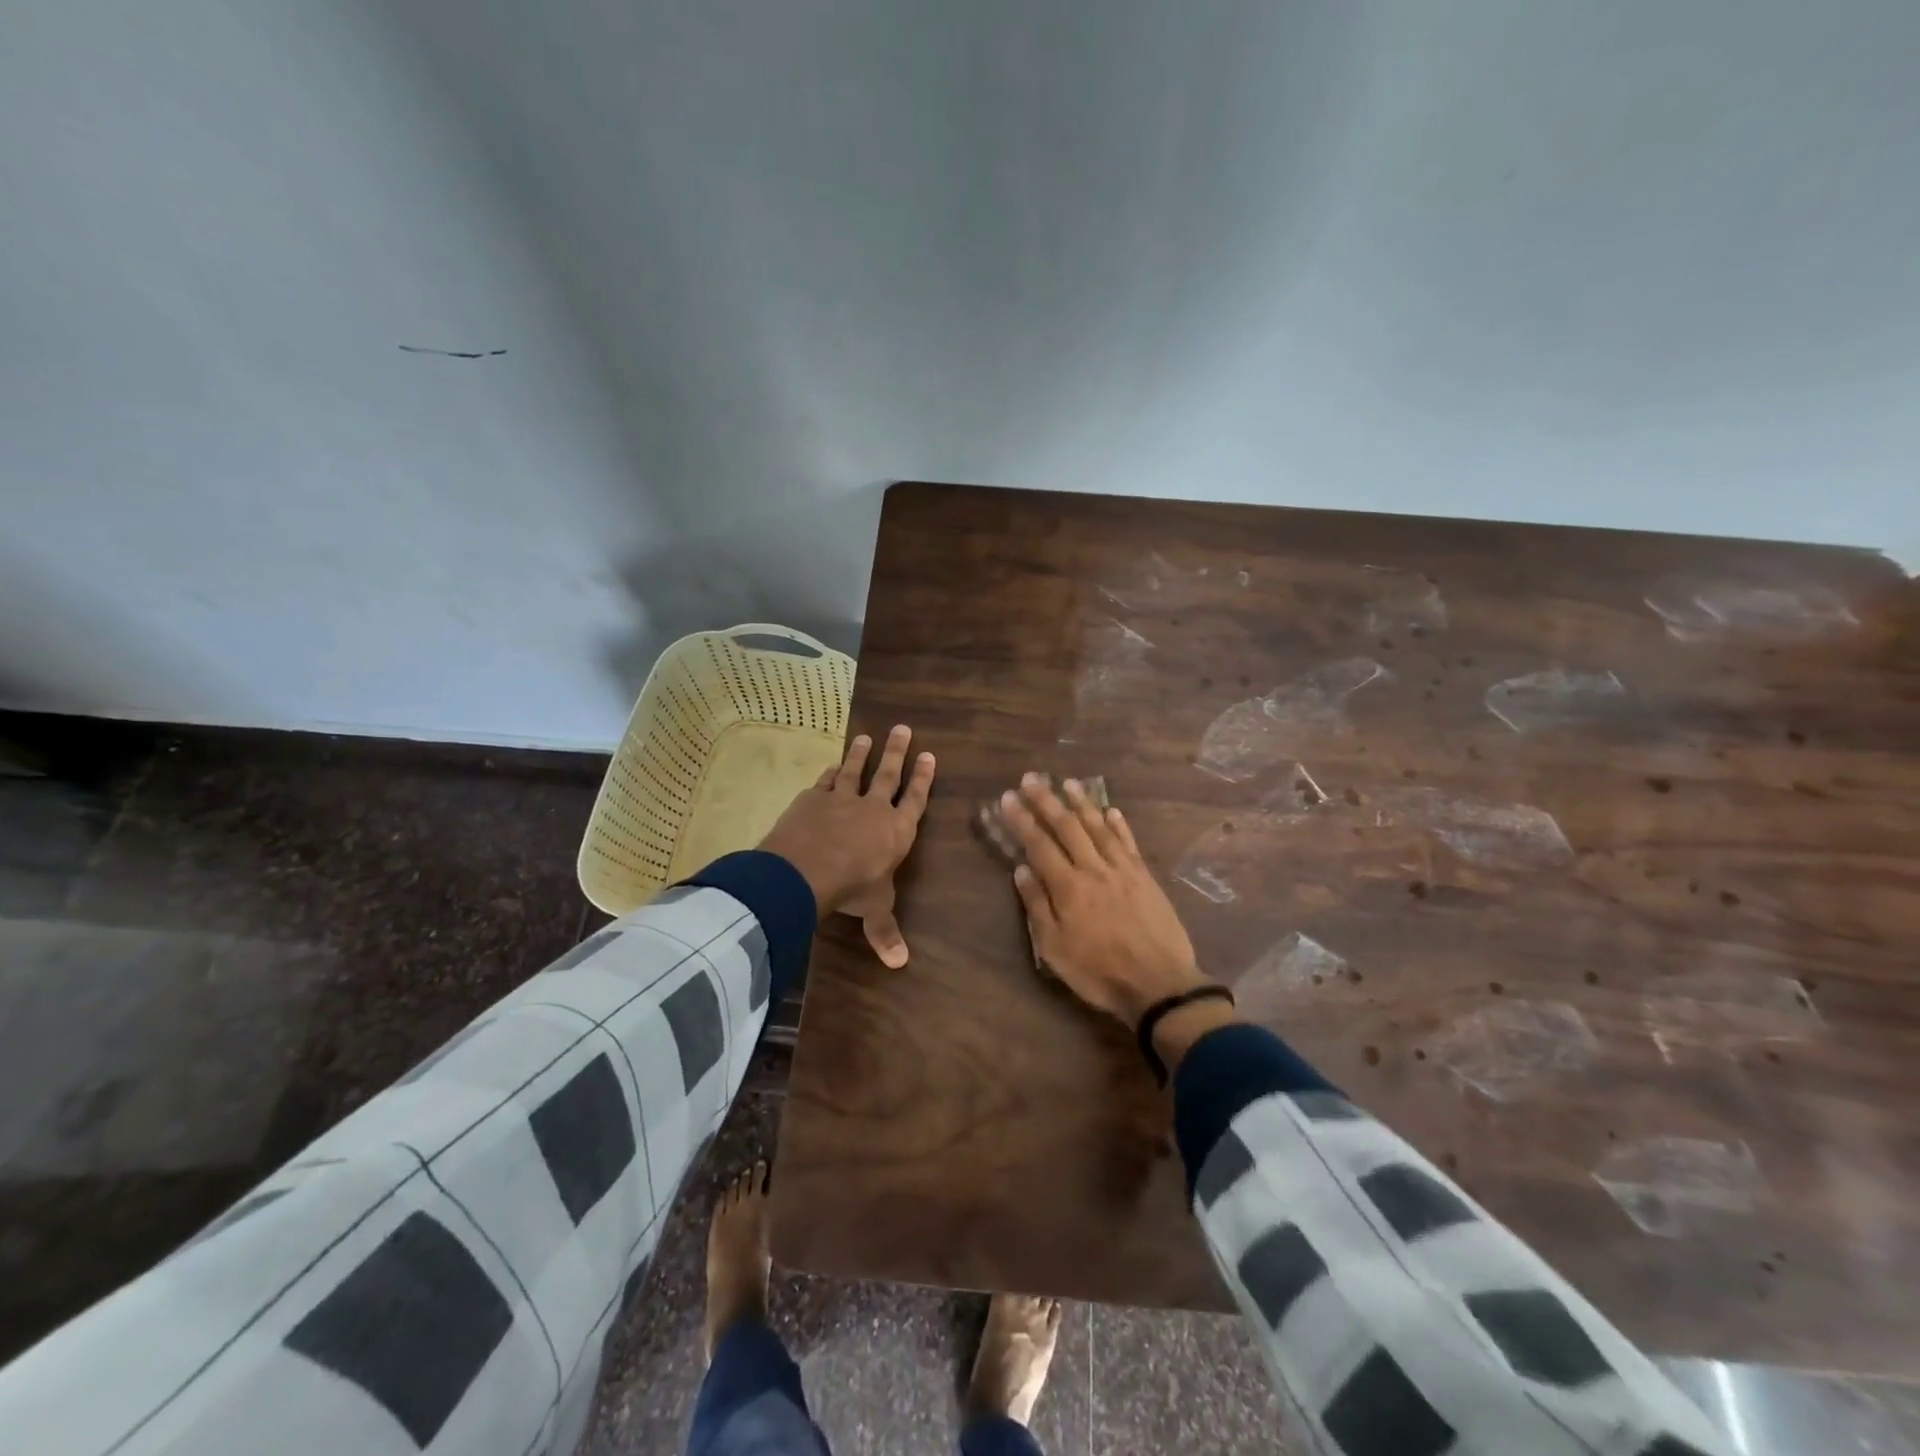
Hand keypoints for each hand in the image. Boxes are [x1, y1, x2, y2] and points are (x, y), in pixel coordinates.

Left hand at [759, 725, 934, 967]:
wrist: (807, 870)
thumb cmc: (852, 888)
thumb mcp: (874, 909)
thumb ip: (886, 931)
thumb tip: (901, 964)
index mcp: (896, 831)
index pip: (915, 800)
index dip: (923, 779)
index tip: (930, 756)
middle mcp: (873, 809)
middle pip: (889, 774)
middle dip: (897, 752)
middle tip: (903, 728)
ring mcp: (841, 799)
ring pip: (855, 770)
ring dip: (861, 753)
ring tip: (866, 736)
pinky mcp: (812, 799)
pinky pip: (824, 781)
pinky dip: (830, 772)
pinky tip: (832, 765)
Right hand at [999, 774, 1213, 1027]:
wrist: (1159, 984)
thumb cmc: (1099, 972)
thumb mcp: (1055, 949)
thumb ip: (1038, 906)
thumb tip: (1021, 869)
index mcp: (1068, 887)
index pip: (1039, 844)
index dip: (1022, 820)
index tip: (1008, 798)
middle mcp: (1094, 869)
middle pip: (1067, 826)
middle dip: (1047, 800)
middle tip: (1032, 778)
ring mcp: (1122, 870)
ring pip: (1099, 827)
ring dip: (1082, 802)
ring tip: (1068, 782)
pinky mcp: (1145, 876)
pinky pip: (1128, 842)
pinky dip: (1118, 824)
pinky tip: (1111, 810)